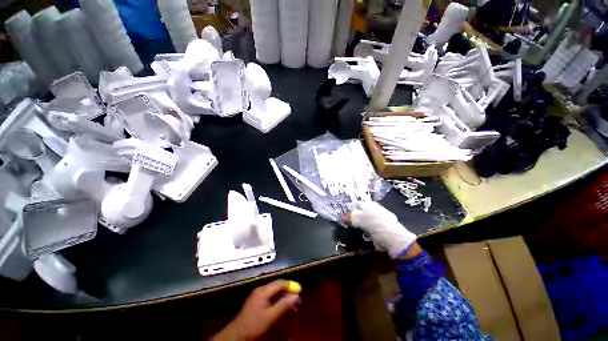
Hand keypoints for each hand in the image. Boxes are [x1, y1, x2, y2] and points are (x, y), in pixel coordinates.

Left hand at [212, 280, 300, 340]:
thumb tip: (296, 296)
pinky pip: (270, 295)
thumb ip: (283, 305)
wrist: (237, 335)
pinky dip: (277, 298)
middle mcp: (260, 289)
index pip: (280, 283)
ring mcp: (257, 294)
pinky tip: (281, 305)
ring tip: (291, 302)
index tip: (300, 289)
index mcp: (263, 291)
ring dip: (283, 294)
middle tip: (296, 297)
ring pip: (274, 290)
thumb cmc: (254, 325)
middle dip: (288, 290)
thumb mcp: (270, 317)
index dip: (291, 285)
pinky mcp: (256, 300)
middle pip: (277, 285)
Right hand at [344, 202, 415, 257]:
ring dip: (364, 229)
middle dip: (357, 221)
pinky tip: (371, 239)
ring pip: (369, 224)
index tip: (345, 218)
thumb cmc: (375, 225)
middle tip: (352, 227)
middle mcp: (377, 210)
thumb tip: (342, 217)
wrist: (396, 239)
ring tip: (362, 234)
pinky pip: (375, 231)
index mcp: (371, 204)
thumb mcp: (359, 219)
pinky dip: (371, 235)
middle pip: (363, 214)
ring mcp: (384, 220)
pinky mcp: (387, 230)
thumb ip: (350, 217)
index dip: (351, 210)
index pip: (357, 204)